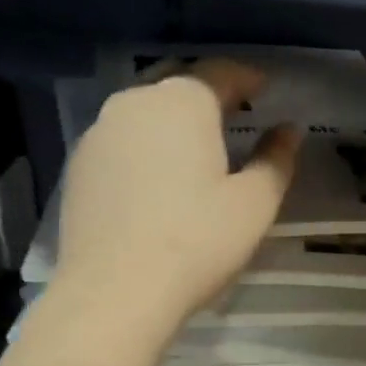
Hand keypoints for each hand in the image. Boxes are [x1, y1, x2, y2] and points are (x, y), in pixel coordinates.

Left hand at [54, 59, 298, 334]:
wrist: (114, 293)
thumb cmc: (197, 243)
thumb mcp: (254, 204)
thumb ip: (275, 159)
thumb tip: (288, 129)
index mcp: (183, 103)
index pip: (219, 72)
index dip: (246, 78)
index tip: (264, 89)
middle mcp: (135, 103)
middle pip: (177, 83)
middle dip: (207, 92)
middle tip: (233, 112)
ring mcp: (99, 133)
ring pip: (143, 110)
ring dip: (172, 118)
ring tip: (195, 144)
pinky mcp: (78, 165)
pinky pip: (120, 139)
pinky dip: (144, 144)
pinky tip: (156, 174)